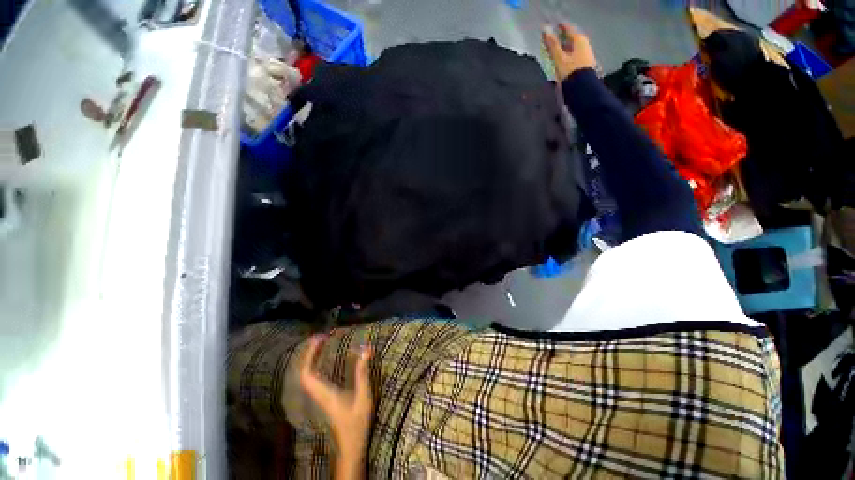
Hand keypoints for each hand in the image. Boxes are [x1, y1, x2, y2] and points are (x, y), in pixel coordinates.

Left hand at [300, 335, 372, 479]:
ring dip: (311, 358)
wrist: (350, 445)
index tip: (320, 339)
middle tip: (321, 337)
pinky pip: (314, 378)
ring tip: (322, 343)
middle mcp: (319, 394)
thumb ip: (363, 373)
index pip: (307, 374)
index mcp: (325, 394)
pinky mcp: (324, 397)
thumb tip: (366, 349)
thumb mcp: (363, 397)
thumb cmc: (357, 423)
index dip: (310, 355)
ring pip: (307, 375)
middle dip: (309, 353)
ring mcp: (320, 396)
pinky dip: (316, 365)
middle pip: (304, 372)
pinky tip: (325, 359)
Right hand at [542, 23, 597, 81]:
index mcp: (579, 40)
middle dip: (562, 38)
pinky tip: (563, 61)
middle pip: (571, 38)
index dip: (559, 27)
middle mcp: (584, 44)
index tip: (552, 27)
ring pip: (573, 47)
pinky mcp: (584, 65)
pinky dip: (567, 55)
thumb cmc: (570, 72)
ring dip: (564, 48)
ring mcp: (586, 55)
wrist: (582, 89)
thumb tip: (545, 30)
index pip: (568, 29)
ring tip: (556, 51)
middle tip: (553, 39)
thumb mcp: (559, 58)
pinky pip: (574, 56)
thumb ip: (552, 44)